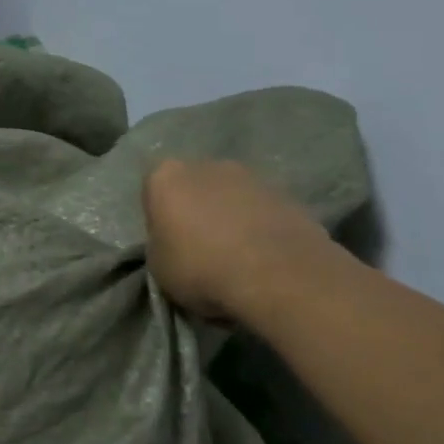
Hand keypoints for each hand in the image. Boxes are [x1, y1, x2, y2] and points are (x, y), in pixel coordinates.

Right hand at [142, 159, 348, 320]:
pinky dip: (262, 227)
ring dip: (232, 217)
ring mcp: (252, 177)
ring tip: (240, 256)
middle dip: (198, 209)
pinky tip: (266, 258)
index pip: (154, 190)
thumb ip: (162, 243)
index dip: (160, 218)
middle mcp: (207, 165)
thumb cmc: (202, 269)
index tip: (169, 243)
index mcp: (166, 176)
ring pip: (233, 196)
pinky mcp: (289, 195)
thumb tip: (175, 242)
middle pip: (196, 186)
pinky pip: (264, 211)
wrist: (279, 278)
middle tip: (203, 247)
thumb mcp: (159, 267)